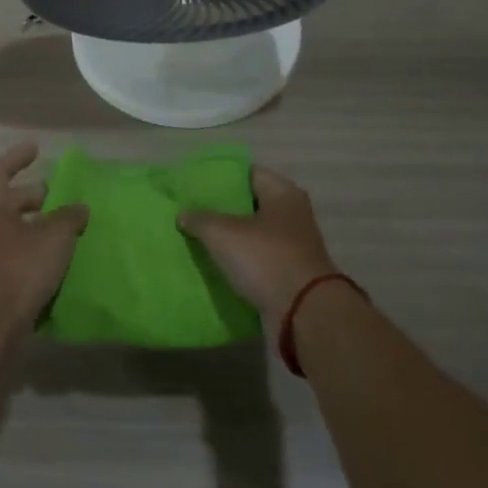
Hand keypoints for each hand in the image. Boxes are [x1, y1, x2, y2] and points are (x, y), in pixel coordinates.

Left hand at [0, 141, 88, 332]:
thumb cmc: (17, 267)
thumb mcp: (53, 236)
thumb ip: (69, 217)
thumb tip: (79, 207)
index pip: (1, 170)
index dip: (17, 158)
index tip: (36, 149)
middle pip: (9, 202)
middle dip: (34, 196)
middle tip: (60, 194)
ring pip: (16, 231)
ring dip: (39, 227)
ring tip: (69, 227)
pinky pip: (20, 257)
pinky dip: (38, 252)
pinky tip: (61, 258)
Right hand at [180, 166, 336, 332]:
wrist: (304, 315)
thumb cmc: (266, 259)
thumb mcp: (224, 234)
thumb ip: (200, 219)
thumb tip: (183, 213)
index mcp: (283, 193)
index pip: (248, 173)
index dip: (221, 177)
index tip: (195, 185)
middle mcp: (292, 215)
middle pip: (250, 205)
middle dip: (221, 210)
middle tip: (190, 212)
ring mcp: (292, 247)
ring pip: (252, 236)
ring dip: (228, 239)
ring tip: (195, 239)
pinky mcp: (287, 275)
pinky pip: (256, 262)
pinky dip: (238, 263)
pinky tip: (212, 266)